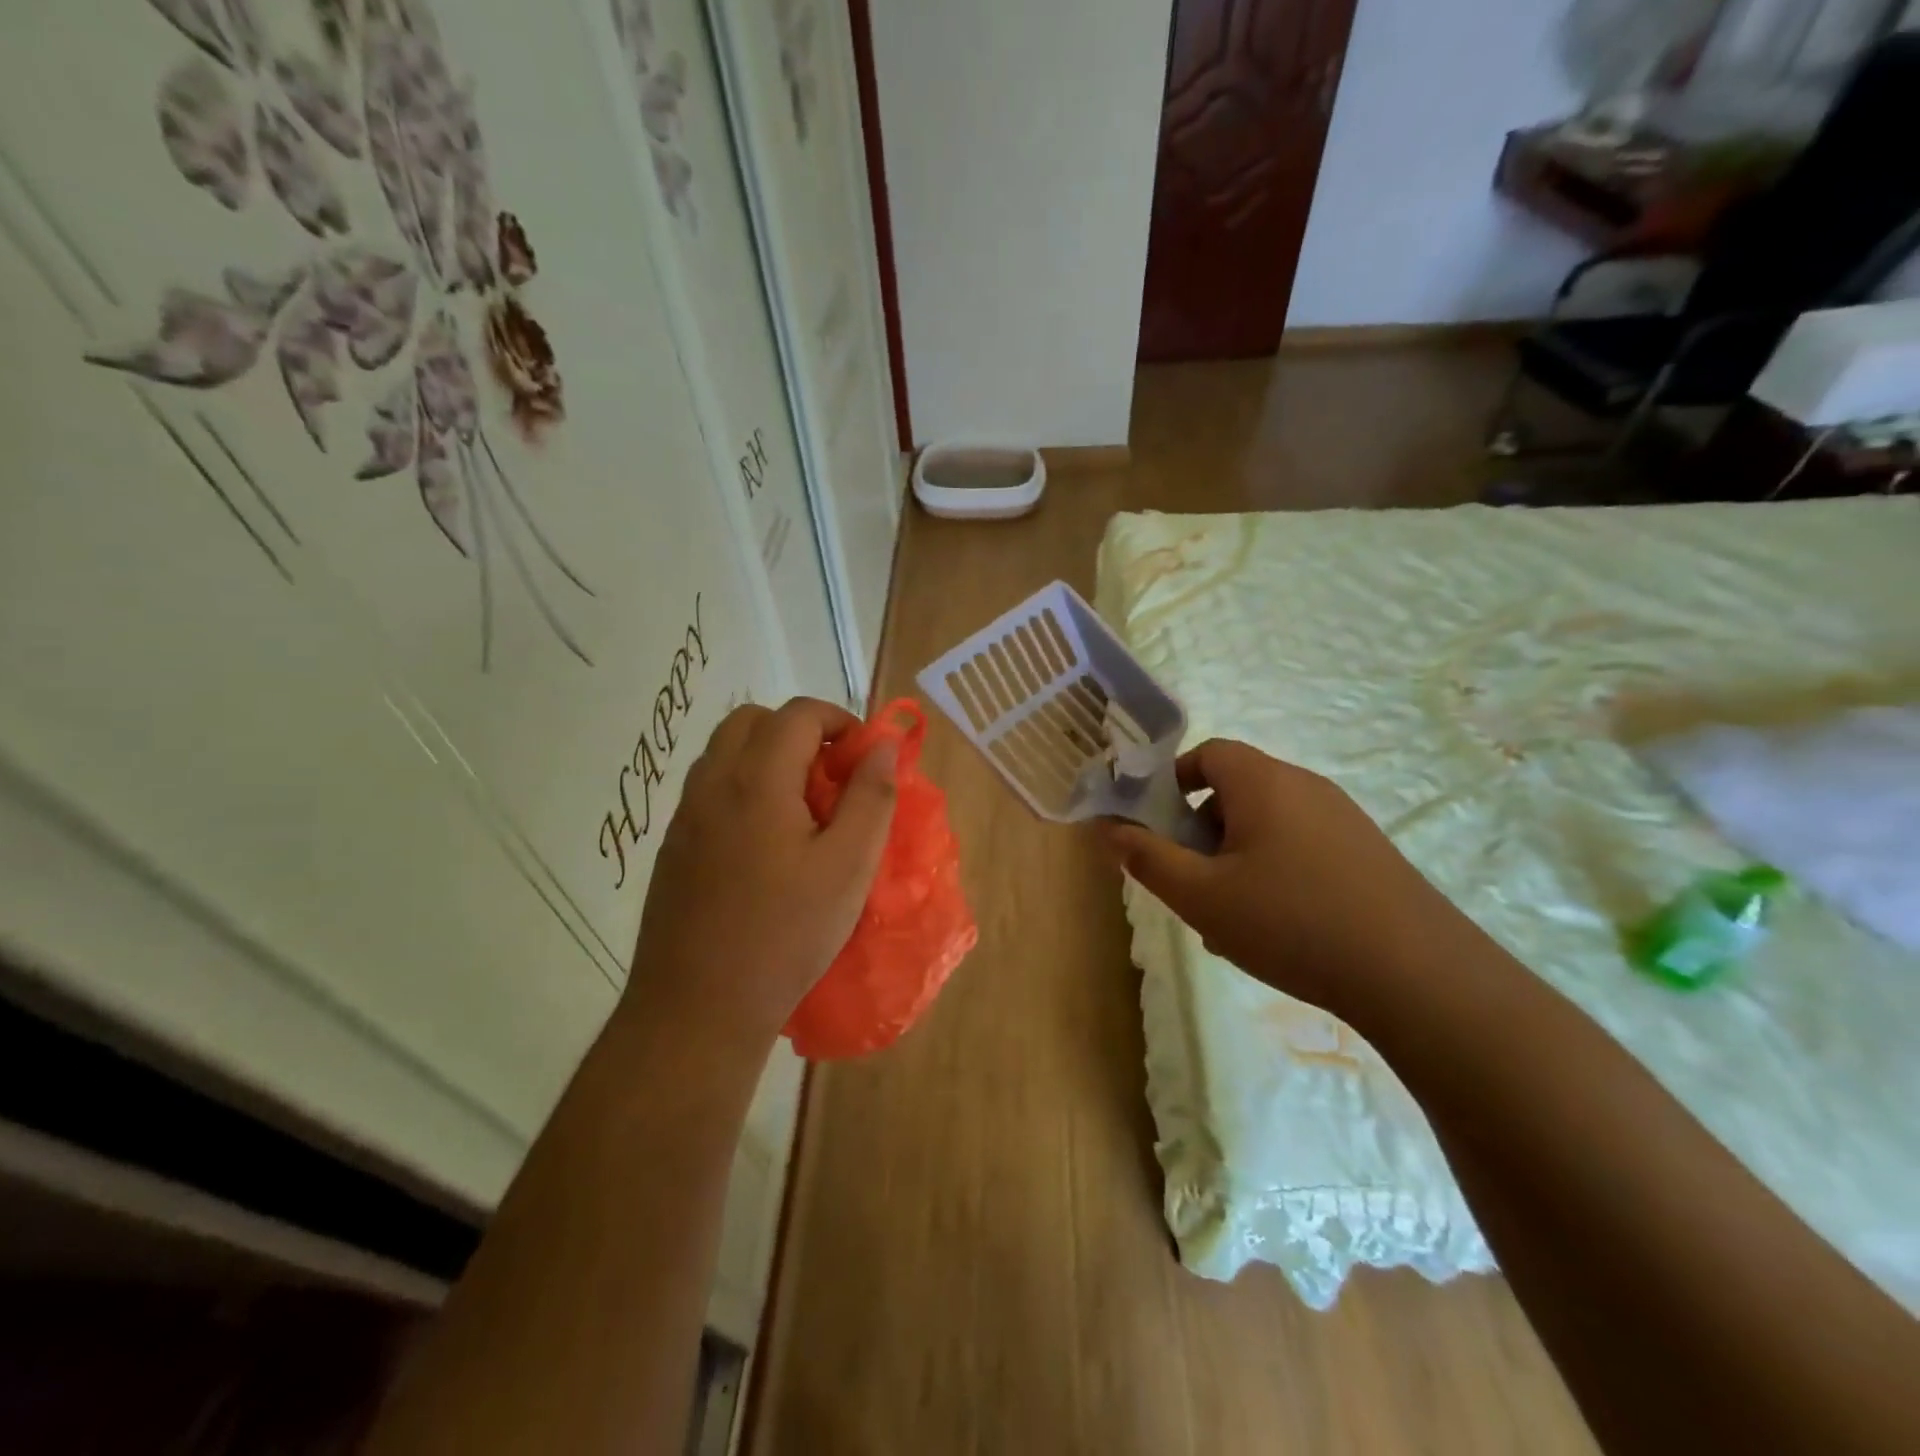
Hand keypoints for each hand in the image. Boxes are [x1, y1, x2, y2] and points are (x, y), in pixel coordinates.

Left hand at [626, 698, 897, 1047]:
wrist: (696, 1008)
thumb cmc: (785, 935)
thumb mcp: (848, 866)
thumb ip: (871, 796)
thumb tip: (882, 744)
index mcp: (756, 780)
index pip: (798, 713)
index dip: (839, 722)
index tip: (864, 759)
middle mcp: (711, 784)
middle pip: (753, 721)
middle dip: (799, 732)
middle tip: (832, 777)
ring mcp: (684, 816)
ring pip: (726, 753)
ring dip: (768, 758)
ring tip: (803, 810)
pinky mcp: (673, 847)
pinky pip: (710, 790)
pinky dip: (744, 788)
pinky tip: (767, 845)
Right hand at [1102, 740, 1460, 1020]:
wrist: (1417, 974)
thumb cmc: (1290, 921)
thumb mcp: (1201, 896)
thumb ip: (1147, 859)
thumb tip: (1109, 830)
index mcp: (1263, 782)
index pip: (1208, 753)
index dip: (1174, 782)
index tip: (1159, 828)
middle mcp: (1305, 786)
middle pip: (1236, 790)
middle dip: (1201, 831)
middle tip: (1191, 882)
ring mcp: (1344, 819)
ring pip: (1268, 825)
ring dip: (1235, 858)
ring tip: (1229, 918)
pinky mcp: (1369, 853)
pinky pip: (1302, 847)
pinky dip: (1274, 872)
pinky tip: (1277, 930)